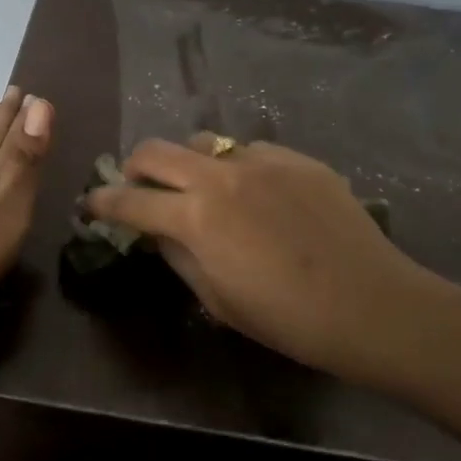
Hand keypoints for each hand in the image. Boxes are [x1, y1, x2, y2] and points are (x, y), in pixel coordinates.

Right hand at [84, 136, 431, 380]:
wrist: (369, 304)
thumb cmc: (285, 318)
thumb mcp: (216, 298)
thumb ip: (178, 255)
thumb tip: (157, 230)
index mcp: (195, 217)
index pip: (130, 201)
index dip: (102, 202)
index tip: (91, 203)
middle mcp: (221, 176)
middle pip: (156, 151)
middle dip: (135, 168)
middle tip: (139, 188)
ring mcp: (262, 160)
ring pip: (204, 143)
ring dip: (189, 164)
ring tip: (204, 190)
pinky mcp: (297, 159)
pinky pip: (251, 152)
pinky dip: (238, 169)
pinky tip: (259, 195)